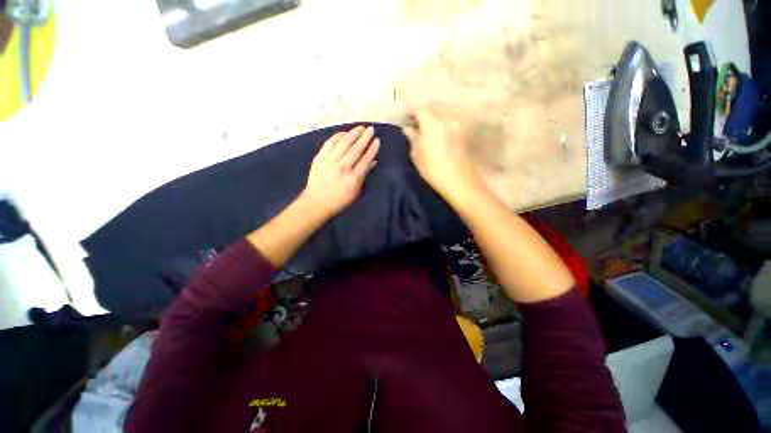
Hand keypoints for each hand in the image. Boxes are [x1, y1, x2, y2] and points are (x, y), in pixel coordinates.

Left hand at [301, 126, 380, 218]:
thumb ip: (364, 175)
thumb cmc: (340, 200)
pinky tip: (344, 133)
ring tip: (360, 127)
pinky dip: (338, 136)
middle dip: (365, 137)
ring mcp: (330, 161)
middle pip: (356, 149)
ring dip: (353, 134)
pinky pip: (330, 143)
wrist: (316, 202)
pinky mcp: (320, 158)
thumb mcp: (356, 192)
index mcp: (353, 179)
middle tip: (371, 129)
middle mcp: (342, 168)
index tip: (377, 140)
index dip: (372, 149)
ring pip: (343, 143)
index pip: (365, 160)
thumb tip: (373, 161)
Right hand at [402, 108, 480, 197]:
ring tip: (426, 129)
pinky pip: (449, 121)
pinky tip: (437, 134)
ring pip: (442, 114)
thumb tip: (408, 129)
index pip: (420, 110)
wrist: (457, 180)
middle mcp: (446, 120)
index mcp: (432, 124)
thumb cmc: (432, 169)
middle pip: (433, 109)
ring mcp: (457, 125)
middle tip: (415, 124)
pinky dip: (441, 123)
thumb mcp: (417, 155)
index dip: (412, 113)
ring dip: (433, 118)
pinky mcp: (462, 133)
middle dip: (423, 114)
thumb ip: (413, 138)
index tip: (406, 120)